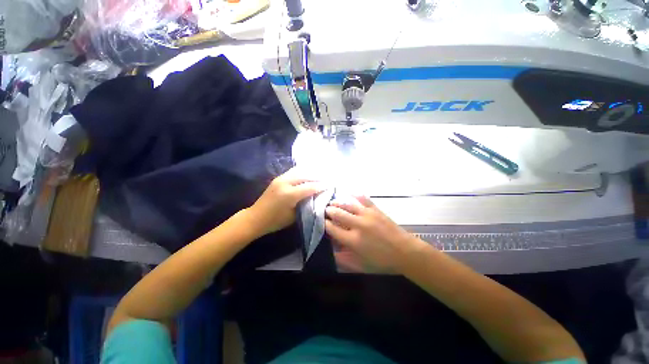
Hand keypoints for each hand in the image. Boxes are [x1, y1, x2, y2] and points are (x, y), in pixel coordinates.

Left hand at [249, 168, 324, 235]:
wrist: (255, 217)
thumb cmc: (275, 221)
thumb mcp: (293, 216)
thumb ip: (305, 205)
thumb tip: (316, 197)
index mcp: (289, 194)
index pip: (310, 187)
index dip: (321, 186)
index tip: (330, 185)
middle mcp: (285, 183)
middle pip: (305, 176)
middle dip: (317, 177)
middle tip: (327, 178)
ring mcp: (280, 179)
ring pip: (299, 171)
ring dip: (310, 172)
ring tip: (319, 174)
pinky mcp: (278, 178)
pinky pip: (293, 172)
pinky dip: (302, 172)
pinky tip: (307, 173)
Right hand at [325, 196, 422, 273]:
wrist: (405, 252)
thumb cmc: (383, 261)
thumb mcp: (361, 266)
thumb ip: (344, 260)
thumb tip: (331, 251)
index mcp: (353, 240)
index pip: (332, 228)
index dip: (324, 224)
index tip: (321, 221)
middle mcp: (358, 225)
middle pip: (338, 213)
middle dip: (328, 210)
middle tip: (324, 210)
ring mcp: (367, 215)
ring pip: (348, 204)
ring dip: (338, 202)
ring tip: (332, 202)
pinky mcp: (376, 210)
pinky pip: (363, 198)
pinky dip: (355, 195)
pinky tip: (349, 194)